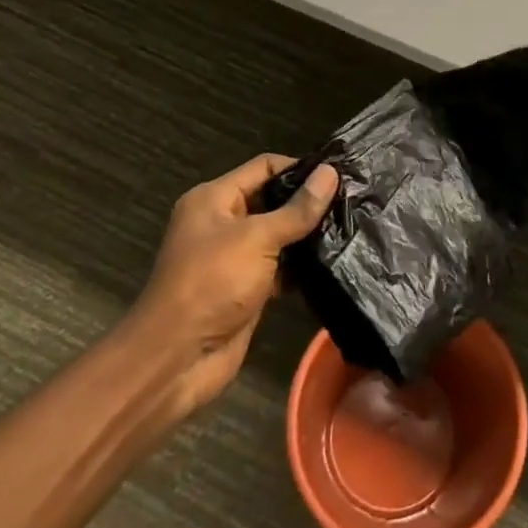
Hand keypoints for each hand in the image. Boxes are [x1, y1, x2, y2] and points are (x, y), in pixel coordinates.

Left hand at [137, 154, 337, 415]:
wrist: (176, 360)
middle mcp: (222, 222)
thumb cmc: (212, 284)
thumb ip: (297, 209)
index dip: (299, 167)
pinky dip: (301, 266)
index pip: (264, 167)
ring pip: (278, 235)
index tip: (339, 173)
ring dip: (307, 234)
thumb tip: (331, 173)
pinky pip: (279, 267)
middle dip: (307, 200)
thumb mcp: (257, 239)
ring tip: (350, 226)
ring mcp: (234, 257)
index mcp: (214, 199)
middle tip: (351, 199)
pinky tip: (334, 262)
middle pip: (272, 199)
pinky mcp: (246, 288)